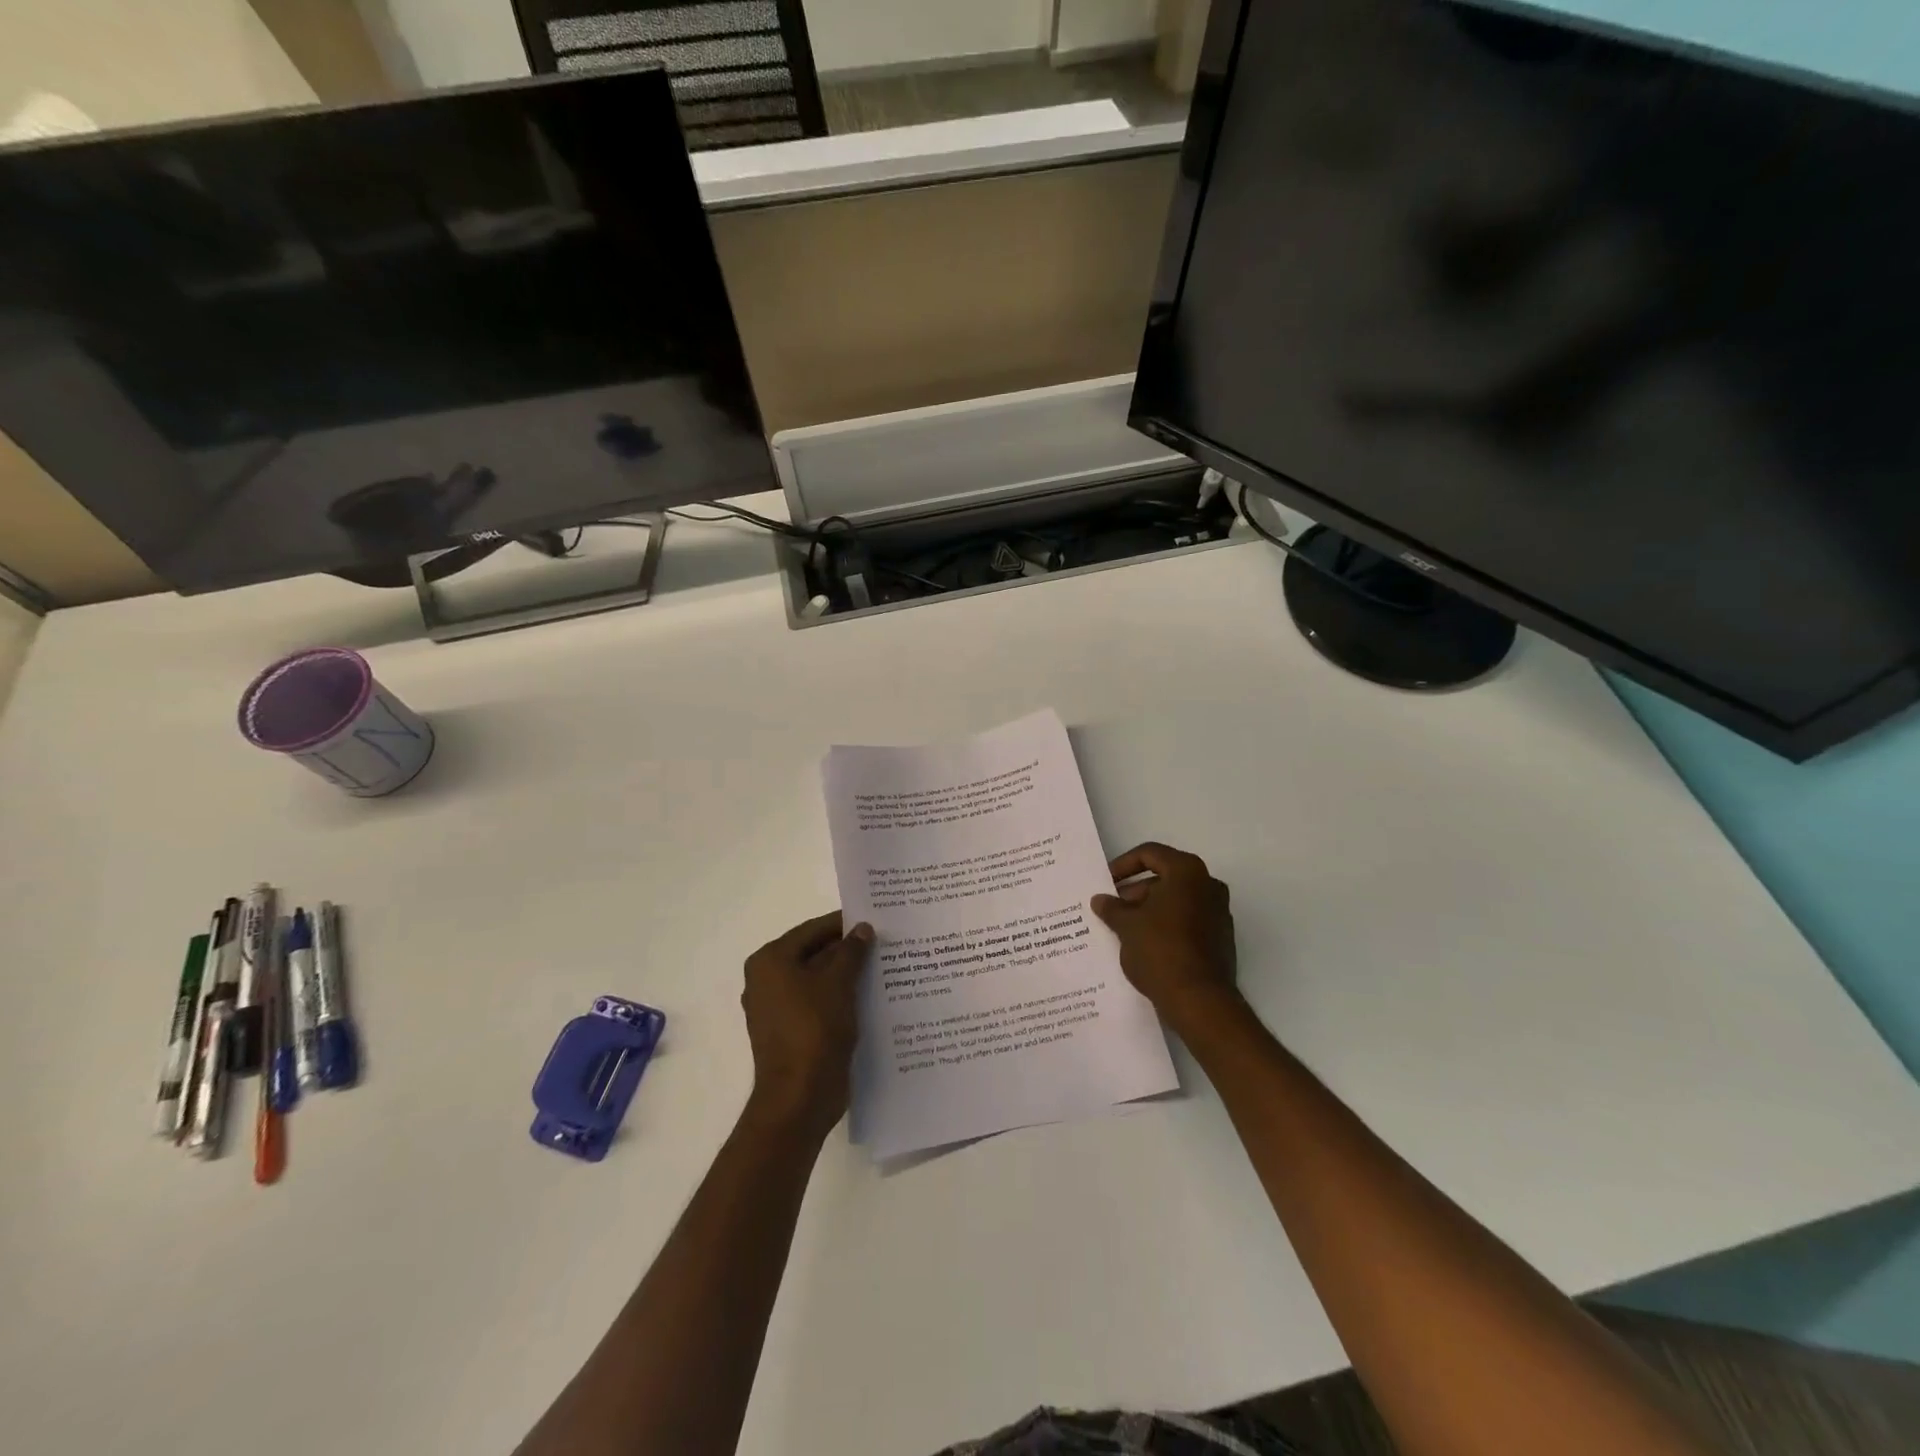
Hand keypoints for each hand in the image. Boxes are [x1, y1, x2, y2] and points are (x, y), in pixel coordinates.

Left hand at [741, 911, 872, 1137]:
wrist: (799, 1098)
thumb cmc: (814, 1029)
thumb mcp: (838, 983)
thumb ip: (851, 951)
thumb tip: (862, 928)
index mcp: (770, 961)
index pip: (813, 930)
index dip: (844, 924)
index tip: (875, 919)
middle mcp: (766, 980)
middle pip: (813, 953)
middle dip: (847, 950)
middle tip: (884, 942)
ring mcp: (777, 1008)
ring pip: (817, 980)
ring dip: (846, 974)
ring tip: (883, 965)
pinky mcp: (790, 1031)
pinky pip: (818, 1003)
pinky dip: (840, 997)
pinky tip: (870, 995)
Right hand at [1091, 842, 1240, 1033]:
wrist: (1200, 1001)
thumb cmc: (1160, 951)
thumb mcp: (1126, 926)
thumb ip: (1112, 908)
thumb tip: (1101, 900)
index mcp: (1187, 872)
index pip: (1150, 854)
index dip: (1123, 865)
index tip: (1106, 882)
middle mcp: (1208, 886)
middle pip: (1165, 878)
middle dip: (1135, 891)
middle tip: (1112, 908)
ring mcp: (1219, 913)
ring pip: (1176, 901)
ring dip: (1149, 910)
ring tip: (1123, 928)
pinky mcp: (1220, 938)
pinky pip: (1187, 921)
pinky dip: (1165, 926)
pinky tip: (1144, 945)